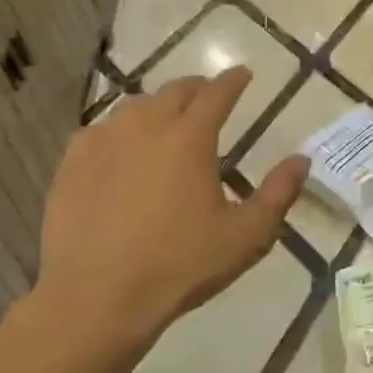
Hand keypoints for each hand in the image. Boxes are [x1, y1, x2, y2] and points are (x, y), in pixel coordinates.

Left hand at [31, 68, 308, 368]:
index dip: (233, 80)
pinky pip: (99, 131)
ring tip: (167, 119)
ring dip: (157, 106)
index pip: (217, 93)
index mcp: (190, 138)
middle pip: (174, 92)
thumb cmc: (180, 265)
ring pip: (134, 107)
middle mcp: (146, 127)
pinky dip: (119, 129)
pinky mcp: (71, 166)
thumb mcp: (247, 235)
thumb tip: (301, 160)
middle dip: (196, 88)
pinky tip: (121, 146)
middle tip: (209, 95)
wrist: (96, 299)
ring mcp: (102, 144)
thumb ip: (279, 193)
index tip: (243, 73)